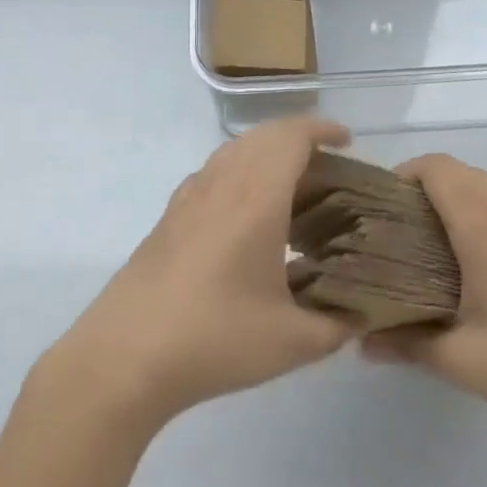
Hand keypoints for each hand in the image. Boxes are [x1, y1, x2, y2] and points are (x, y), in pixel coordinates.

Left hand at [47, 117, 357, 430]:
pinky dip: (240, 172)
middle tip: (328, 167)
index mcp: (256, 197)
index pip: (292, 137)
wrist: (125, 356)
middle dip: (299, 138)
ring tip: (293, 187)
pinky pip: (214, 172)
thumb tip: (360, 314)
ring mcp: (190, 197)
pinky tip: (246, 214)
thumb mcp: (292, 342)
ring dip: (267, 153)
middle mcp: (222, 183)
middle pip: (263, 135)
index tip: (349, 141)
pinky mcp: (169, 216)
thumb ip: (337, 325)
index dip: (323, 129)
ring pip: (235, 151)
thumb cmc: (215, 338)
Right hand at [363, 154, 486, 428]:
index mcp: (481, 228)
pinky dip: (472, 203)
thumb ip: (406, 344)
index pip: (438, 169)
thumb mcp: (459, 359)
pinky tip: (464, 251)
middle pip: (457, 168)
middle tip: (396, 219)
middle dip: (421, 181)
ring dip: (449, 190)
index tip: (380, 203)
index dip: (404, 173)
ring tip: (425, 232)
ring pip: (480, 181)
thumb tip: (361, 342)